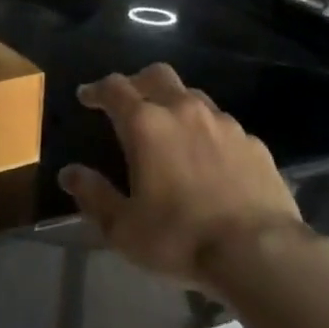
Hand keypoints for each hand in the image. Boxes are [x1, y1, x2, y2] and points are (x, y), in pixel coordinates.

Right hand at [58, 63, 303, 290]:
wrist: (259, 252)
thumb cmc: (179, 237)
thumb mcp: (123, 227)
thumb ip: (93, 195)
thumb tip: (69, 173)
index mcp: (146, 124)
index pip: (114, 88)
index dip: (96, 89)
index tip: (86, 97)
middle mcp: (184, 110)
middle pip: (156, 76)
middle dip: (137, 82)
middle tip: (127, 101)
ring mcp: (223, 123)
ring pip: (192, 96)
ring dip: (173, 104)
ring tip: (168, 129)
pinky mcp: (252, 142)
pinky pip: (222, 125)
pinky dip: (206, 131)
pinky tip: (207, 158)